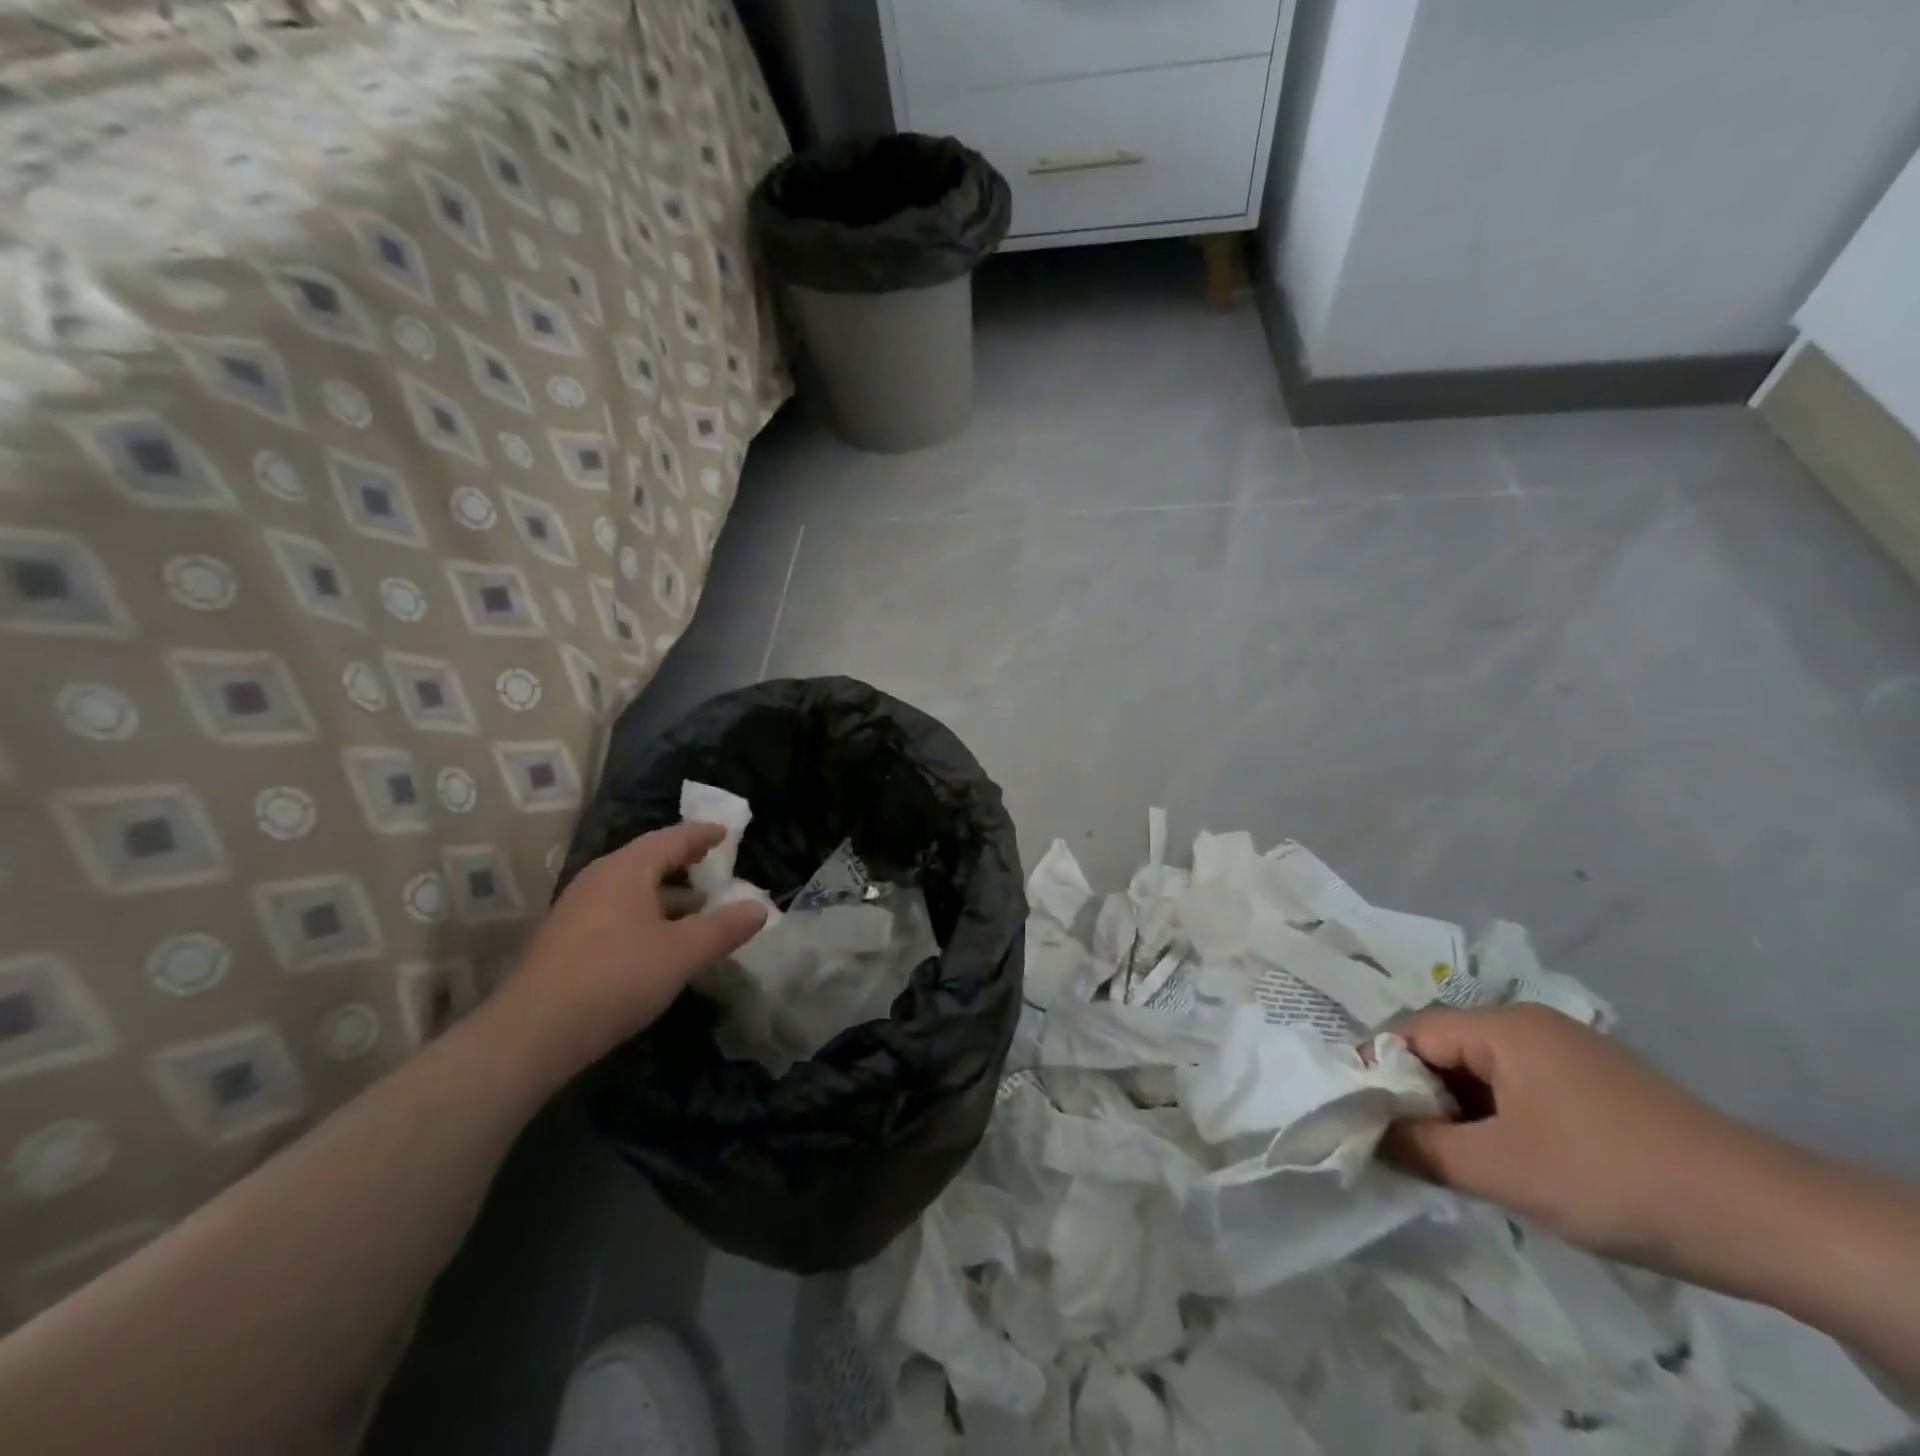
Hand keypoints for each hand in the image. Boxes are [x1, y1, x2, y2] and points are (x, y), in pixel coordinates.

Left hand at [482, 823, 768, 1088]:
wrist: (531, 1035)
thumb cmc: (616, 978)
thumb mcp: (683, 953)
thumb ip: (725, 928)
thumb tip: (760, 908)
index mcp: (627, 869)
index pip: (671, 838)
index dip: (701, 834)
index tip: (725, 833)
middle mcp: (598, 879)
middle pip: (647, 859)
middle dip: (683, 863)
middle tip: (712, 867)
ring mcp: (576, 910)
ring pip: (630, 889)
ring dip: (665, 894)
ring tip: (695, 909)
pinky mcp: (564, 941)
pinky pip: (615, 912)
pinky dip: (645, 915)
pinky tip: (658, 943)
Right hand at [1384, 1004, 1764, 1269]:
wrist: (1766, 1220)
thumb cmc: (1614, 1179)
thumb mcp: (1504, 1170)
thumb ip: (1423, 1147)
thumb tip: (1366, 1133)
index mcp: (1503, 1027)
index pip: (1412, 1033)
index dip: (1379, 1071)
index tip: (1360, 1116)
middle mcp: (1529, 1025)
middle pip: (1445, 1048)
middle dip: (1418, 1095)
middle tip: (1402, 1146)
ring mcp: (1567, 1053)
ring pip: (1481, 1072)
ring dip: (1458, 1112)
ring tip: (1449, 1160)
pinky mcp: (1594, 1085)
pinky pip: (1518, 1088)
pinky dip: (1495, 1118)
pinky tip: (1503, 1160)